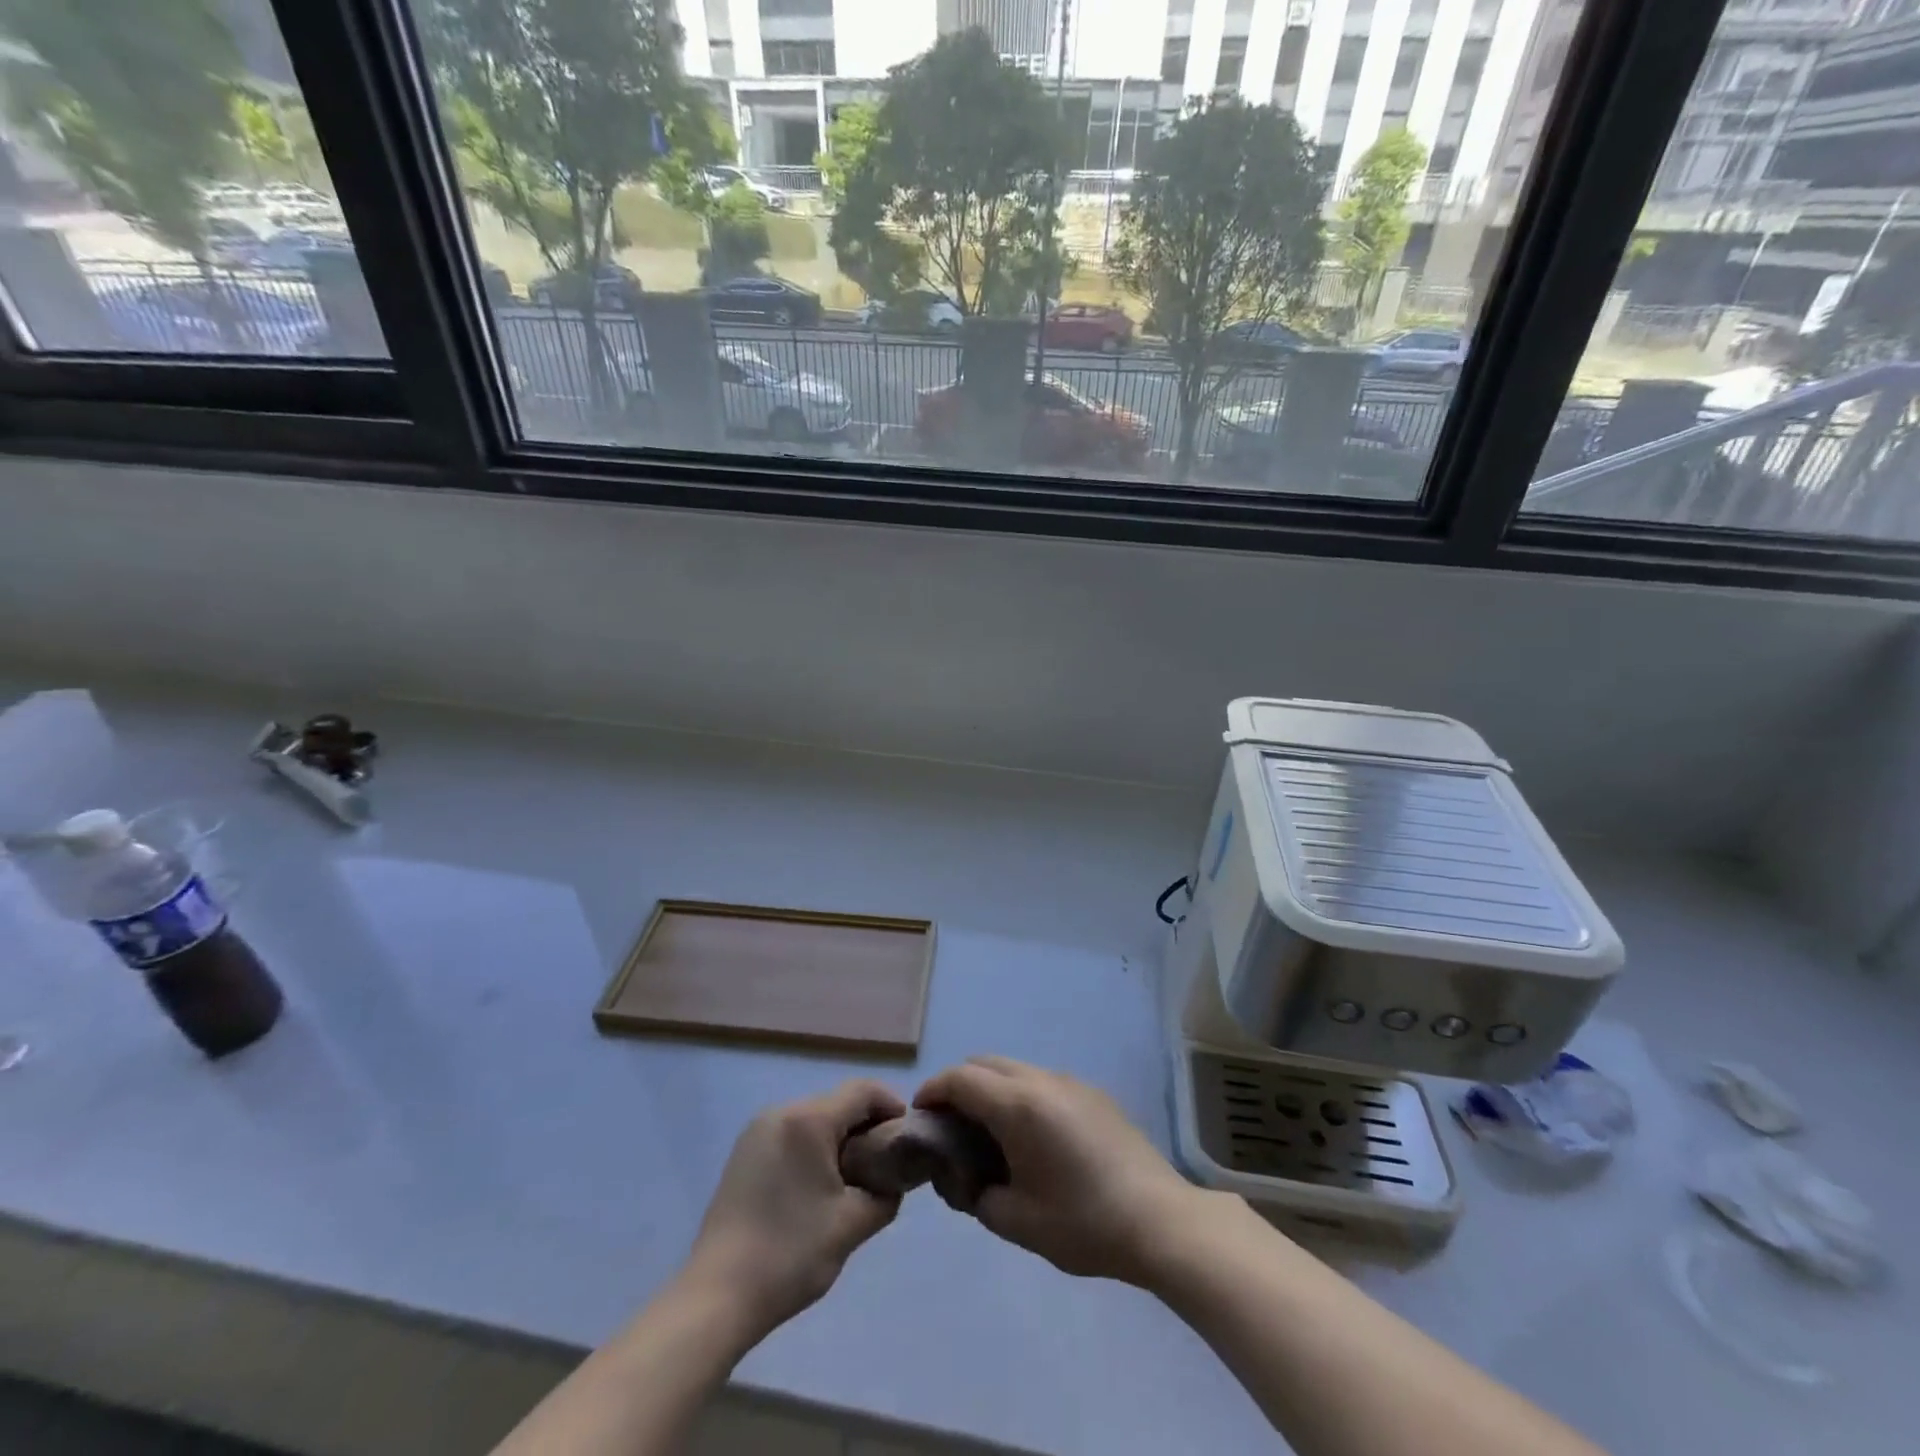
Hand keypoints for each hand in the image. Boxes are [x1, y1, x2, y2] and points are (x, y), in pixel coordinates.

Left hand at [683, 1080, 906, 1339]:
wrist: (716, 1298)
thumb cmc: (790, 1254)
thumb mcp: (852, 1224)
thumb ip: (885, 1193)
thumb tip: (893, 1180)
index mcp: (808, 1119)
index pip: (864, 1091)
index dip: (893, 1108)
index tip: (908, 1141)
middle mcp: (781, 1112)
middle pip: (838, 1103)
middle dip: (867, 1128)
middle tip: (884, 1167)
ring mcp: (757, 1131)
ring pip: (814, 1119)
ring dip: (839, 1140)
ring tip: (853, 1183)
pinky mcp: (743, 1154)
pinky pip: (792, 1135)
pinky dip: (813, 1151)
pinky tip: (816, 1191)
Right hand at [913, 1056, 1201, 1285]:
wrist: (1159, 1221)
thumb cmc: (1083, 1222)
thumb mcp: (1017, 1222)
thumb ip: (978, 1196)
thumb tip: (969, 1180)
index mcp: (1018, 1105)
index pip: (960, 1079)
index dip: (933, 1090)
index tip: (920, 1115)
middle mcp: (1042, 1080)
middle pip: (985, 1063)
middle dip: (959, 1084)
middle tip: (950, 1124)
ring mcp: (1071, 1082)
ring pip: (1015, 1068)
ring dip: (992, 1087)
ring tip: (989, 1131)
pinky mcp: (1093, 1093)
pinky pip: (1042, 1081)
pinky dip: (1021, 1094)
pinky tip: (1031, 1135)